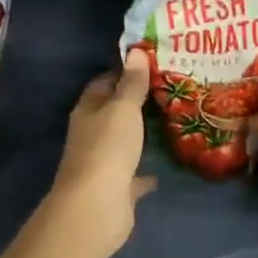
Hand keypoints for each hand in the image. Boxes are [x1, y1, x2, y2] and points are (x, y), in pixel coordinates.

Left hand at [48, 51, 155, 253]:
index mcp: (88, 110)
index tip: (150, 64)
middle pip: (112, 111)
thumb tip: (135, 50)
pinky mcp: (115, 188)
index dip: (123, 71)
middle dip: (134, 102)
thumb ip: (131, 83)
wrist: (97, 207)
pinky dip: (144, 171)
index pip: (103, 82)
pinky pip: (132, 175)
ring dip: (139, 134)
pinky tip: (162, 168)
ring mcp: (102, 162)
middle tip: (167, 90)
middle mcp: (91, 133)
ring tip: (168, 121)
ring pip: (122, 142)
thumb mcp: (123, 108)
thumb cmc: (108, 148)